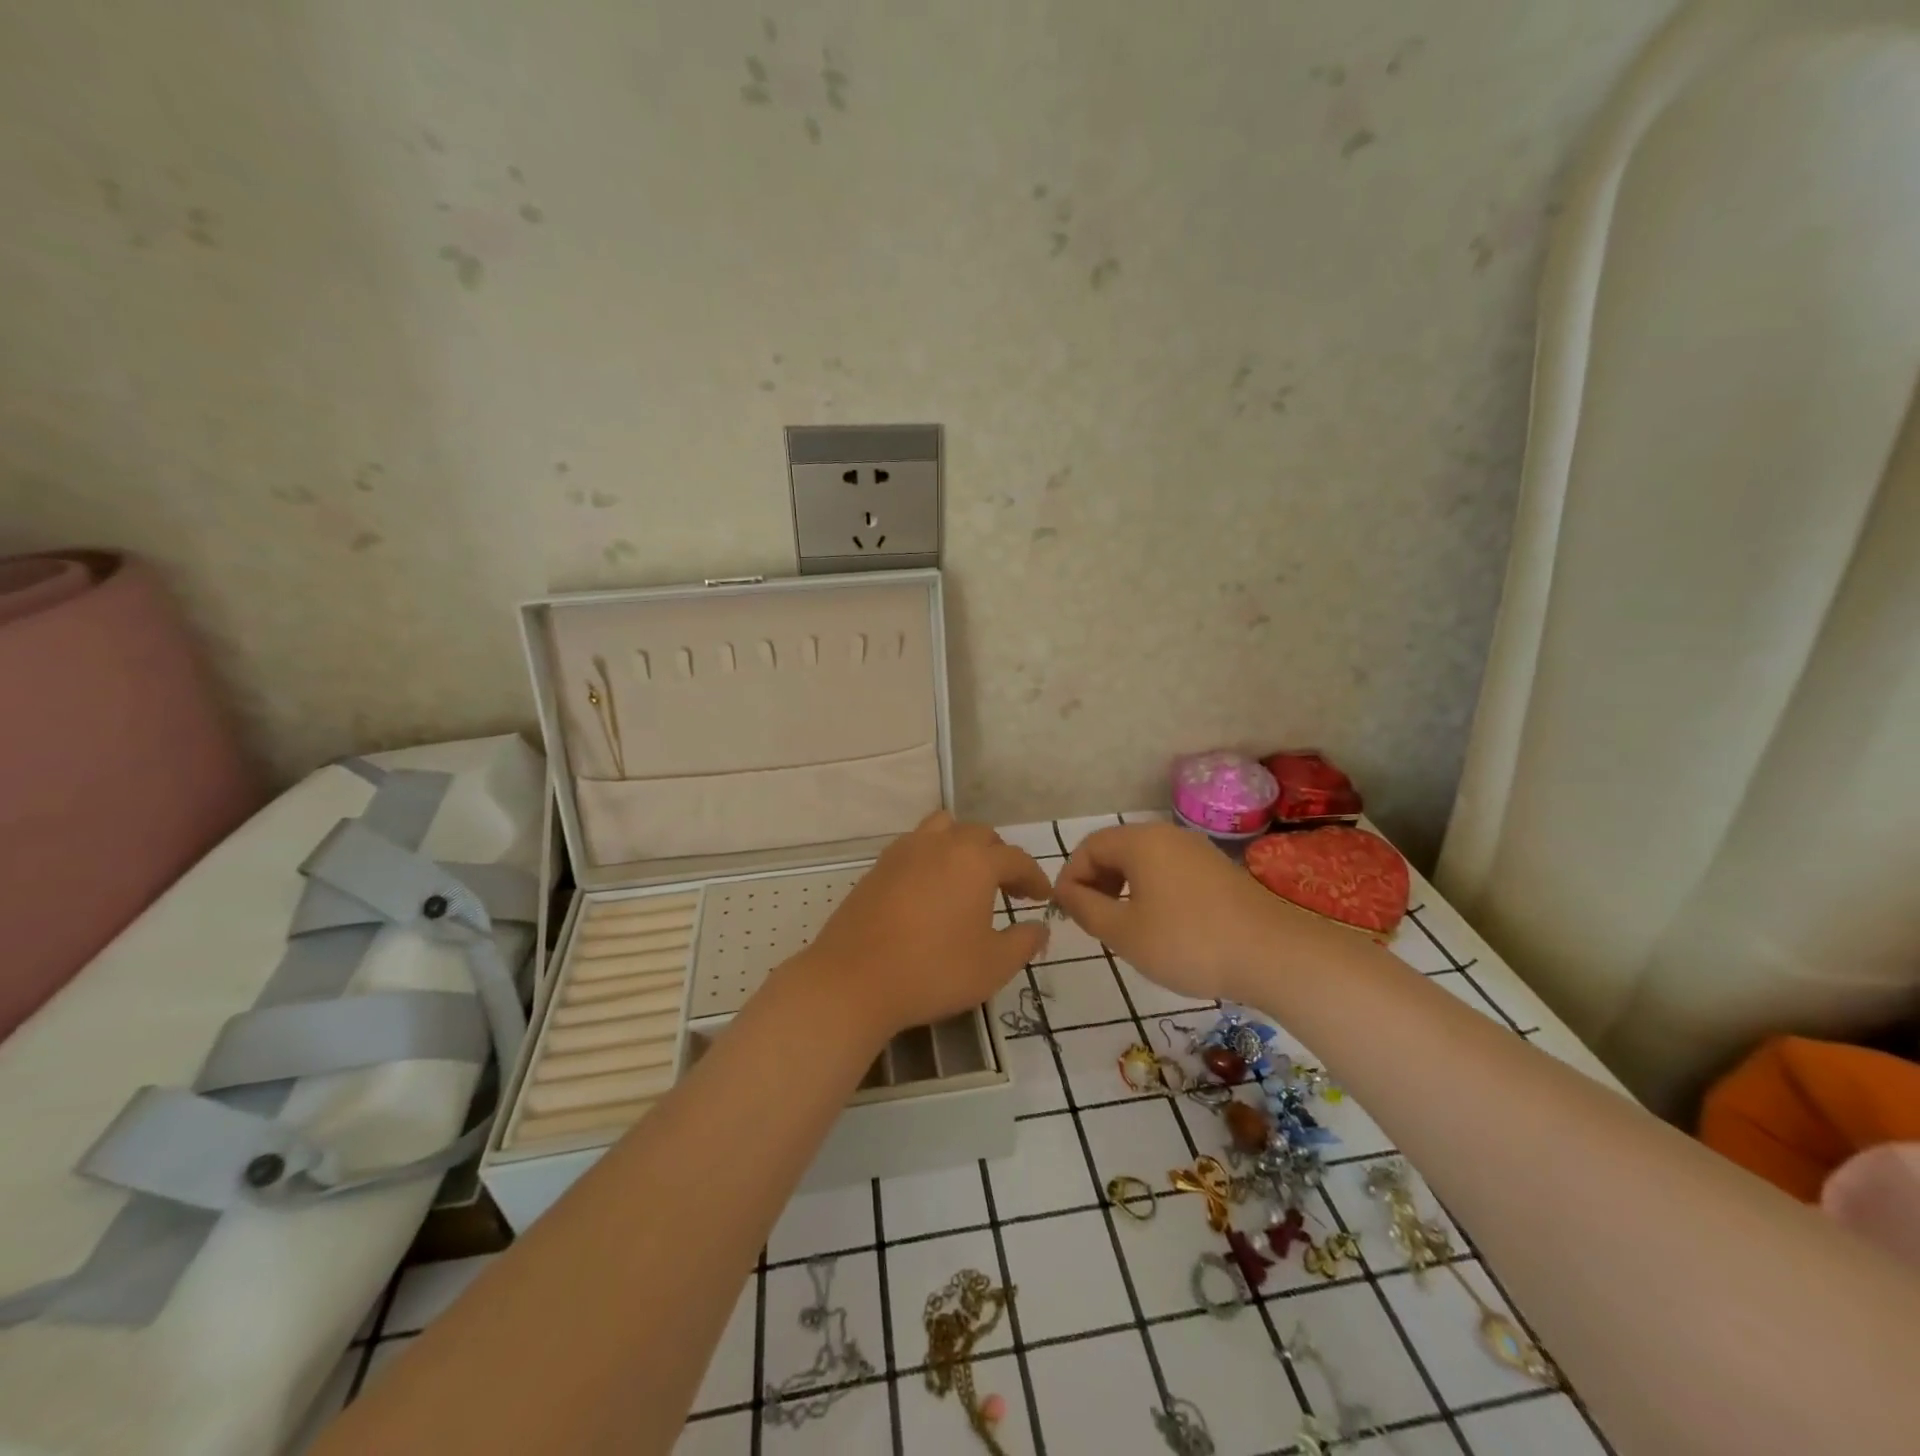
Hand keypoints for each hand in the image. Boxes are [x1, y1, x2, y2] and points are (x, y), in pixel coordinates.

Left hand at [789, 811, 1051, 1042]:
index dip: (1034, 877)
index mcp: (975, 861)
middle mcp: (940, 844)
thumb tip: (1039, 927)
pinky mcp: (877, 867)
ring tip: (966, 877)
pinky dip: (931, 856)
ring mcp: (904, 851)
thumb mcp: (993, 966)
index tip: (1041, 898)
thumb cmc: (933, 971)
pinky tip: (930, 890)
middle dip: (1000, 857)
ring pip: (943, 828)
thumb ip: (1024, 942)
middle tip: (1008, 889)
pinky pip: (914, 846)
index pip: (1016, 859)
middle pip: (979, 835)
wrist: (854, 980)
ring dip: (962, 846)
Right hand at [1054, 823, 1323, 1003]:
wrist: (1274, 955)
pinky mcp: (1217, 870)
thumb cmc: (1188, 943)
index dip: (1071, 877)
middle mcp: (1167, 835)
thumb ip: (1086, 909)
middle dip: (1096, 881)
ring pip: (1143, 860)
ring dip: (1122, 887)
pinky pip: (1169, 870)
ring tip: (1123, 925)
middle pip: (1116, 849)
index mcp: (1140, 842)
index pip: (1089, 847)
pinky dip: (1151, 890)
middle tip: (1092, 920)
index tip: (1067, 912)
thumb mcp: (1125, 933)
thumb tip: (1066, 892)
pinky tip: (1160, 926)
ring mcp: (1196, 850)